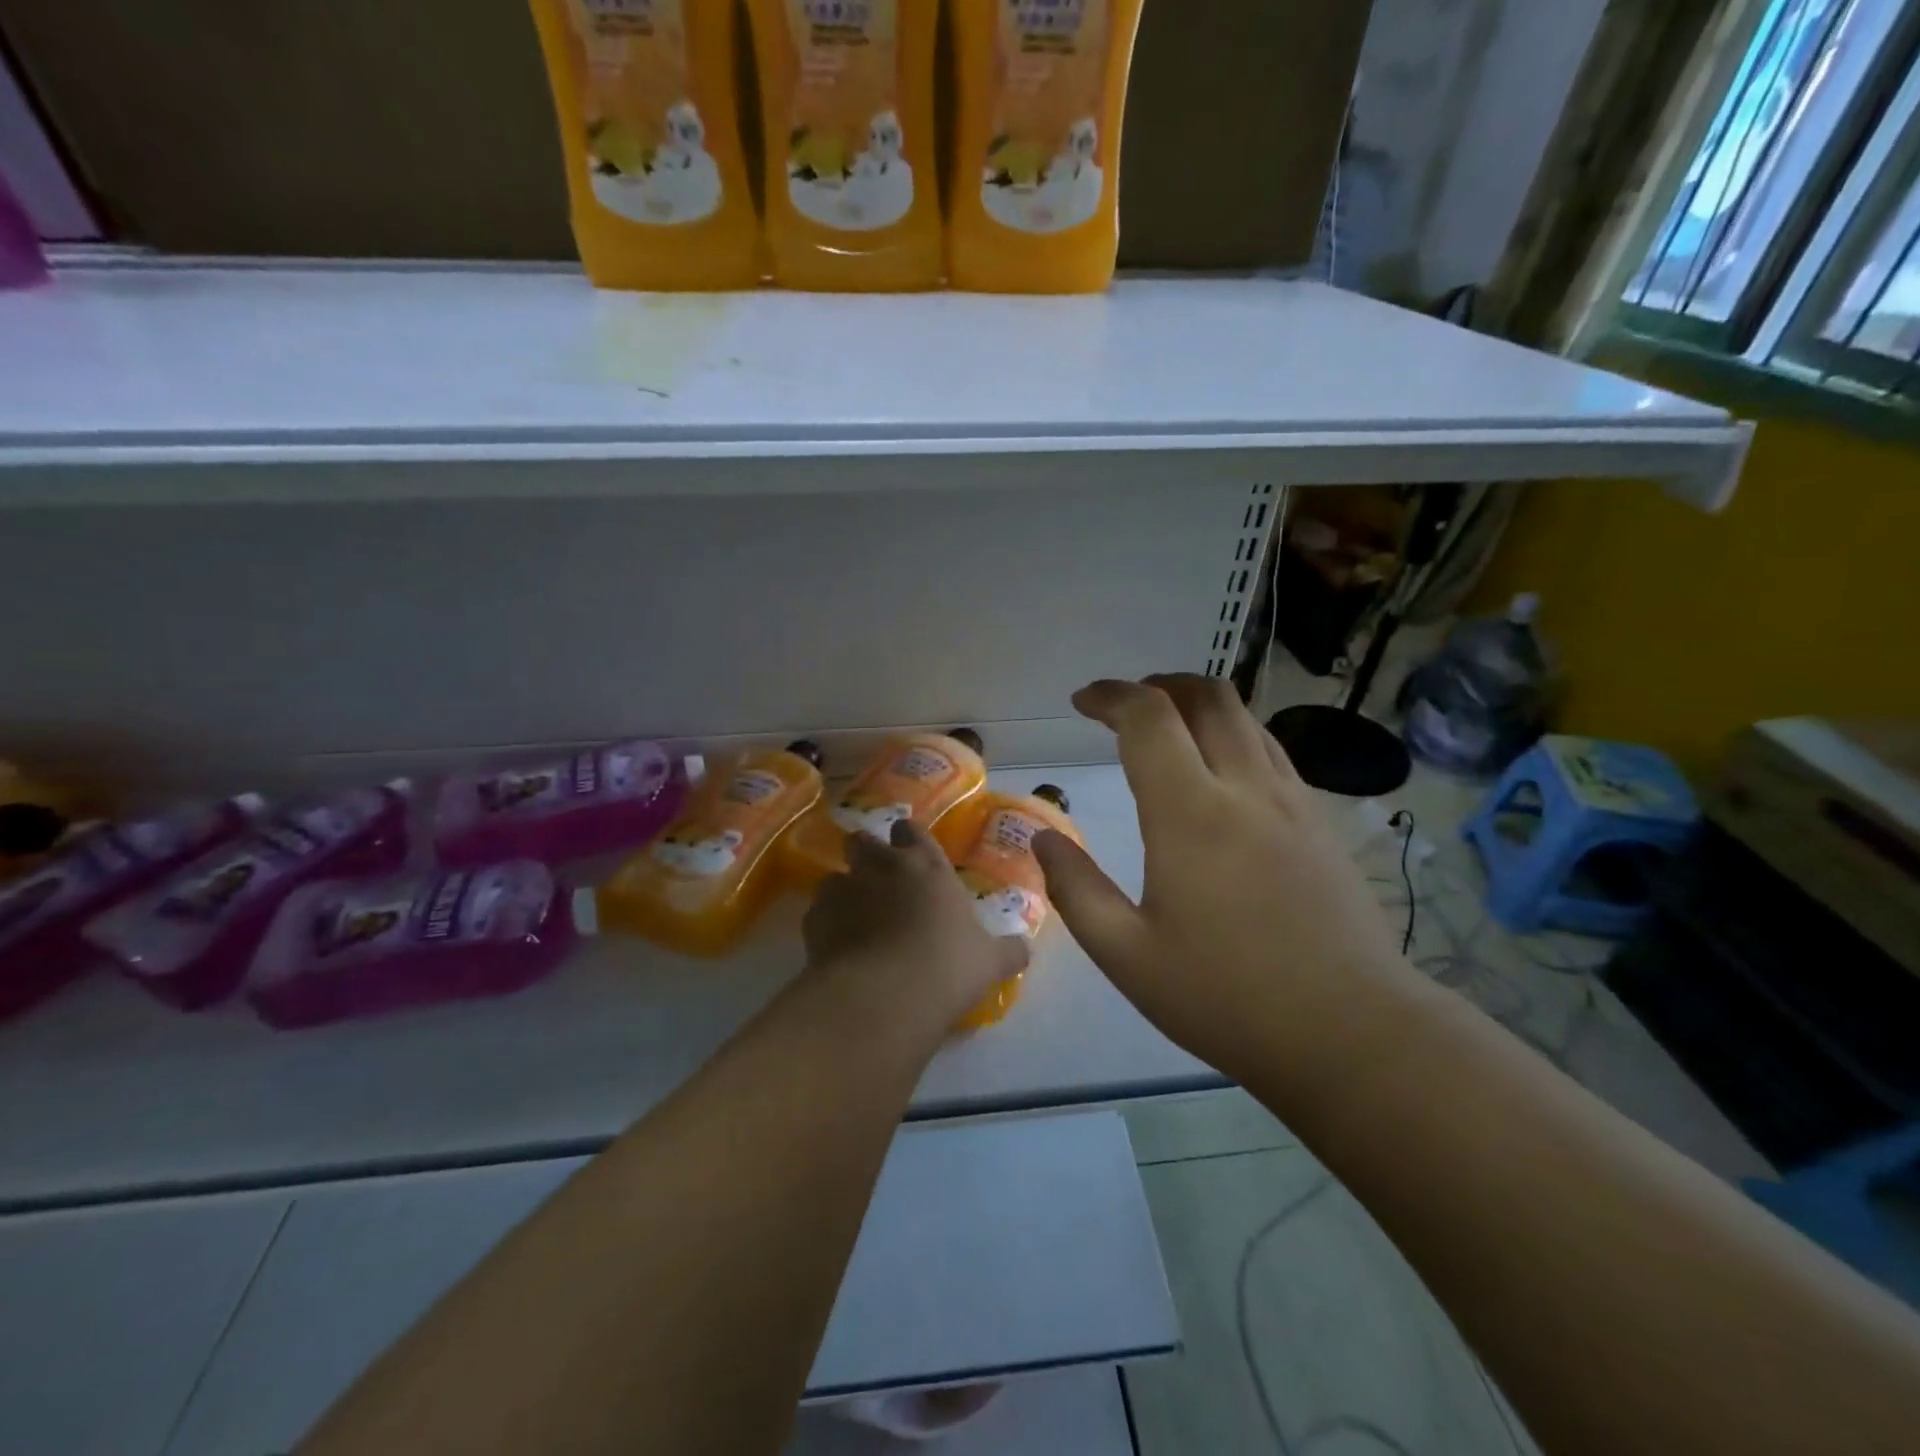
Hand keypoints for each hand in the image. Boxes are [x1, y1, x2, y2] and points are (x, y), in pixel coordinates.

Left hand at [803, 820, 1028, 1036]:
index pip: (912, 831)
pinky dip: (826, 924)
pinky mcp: (814, 919)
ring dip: (844, 890)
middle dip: (866, 853)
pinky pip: (817, 912)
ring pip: (835, 876)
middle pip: (863, 841)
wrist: (885, 995)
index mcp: (926, 865)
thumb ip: (1008, 951)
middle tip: (877, 879)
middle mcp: (882, 867)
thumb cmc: (948, 966)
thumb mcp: (990, 961)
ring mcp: (844, 889)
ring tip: (853, 918)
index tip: (909, 849)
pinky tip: (836, 947)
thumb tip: (1024, 949)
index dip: (908, 837)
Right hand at [1032, 674, 1421, 1092]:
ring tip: (1167, 729)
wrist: (1353, 1034)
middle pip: (1207, 696)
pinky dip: (1234, 735)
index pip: (1149, 717)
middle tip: (1125, 706)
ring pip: (1246, 718)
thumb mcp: (1127, 956)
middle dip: (1159, 685)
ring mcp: (1293, 801)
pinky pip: (1272, 750)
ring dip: (1199, 705)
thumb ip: (1076, 890)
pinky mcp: (1322, 821)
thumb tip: (1042, 839)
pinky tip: (1220, 773)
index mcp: (1191, 814)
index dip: (1111, 696)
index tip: (1082, 702)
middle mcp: (1246, 788)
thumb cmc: (1228, 998)